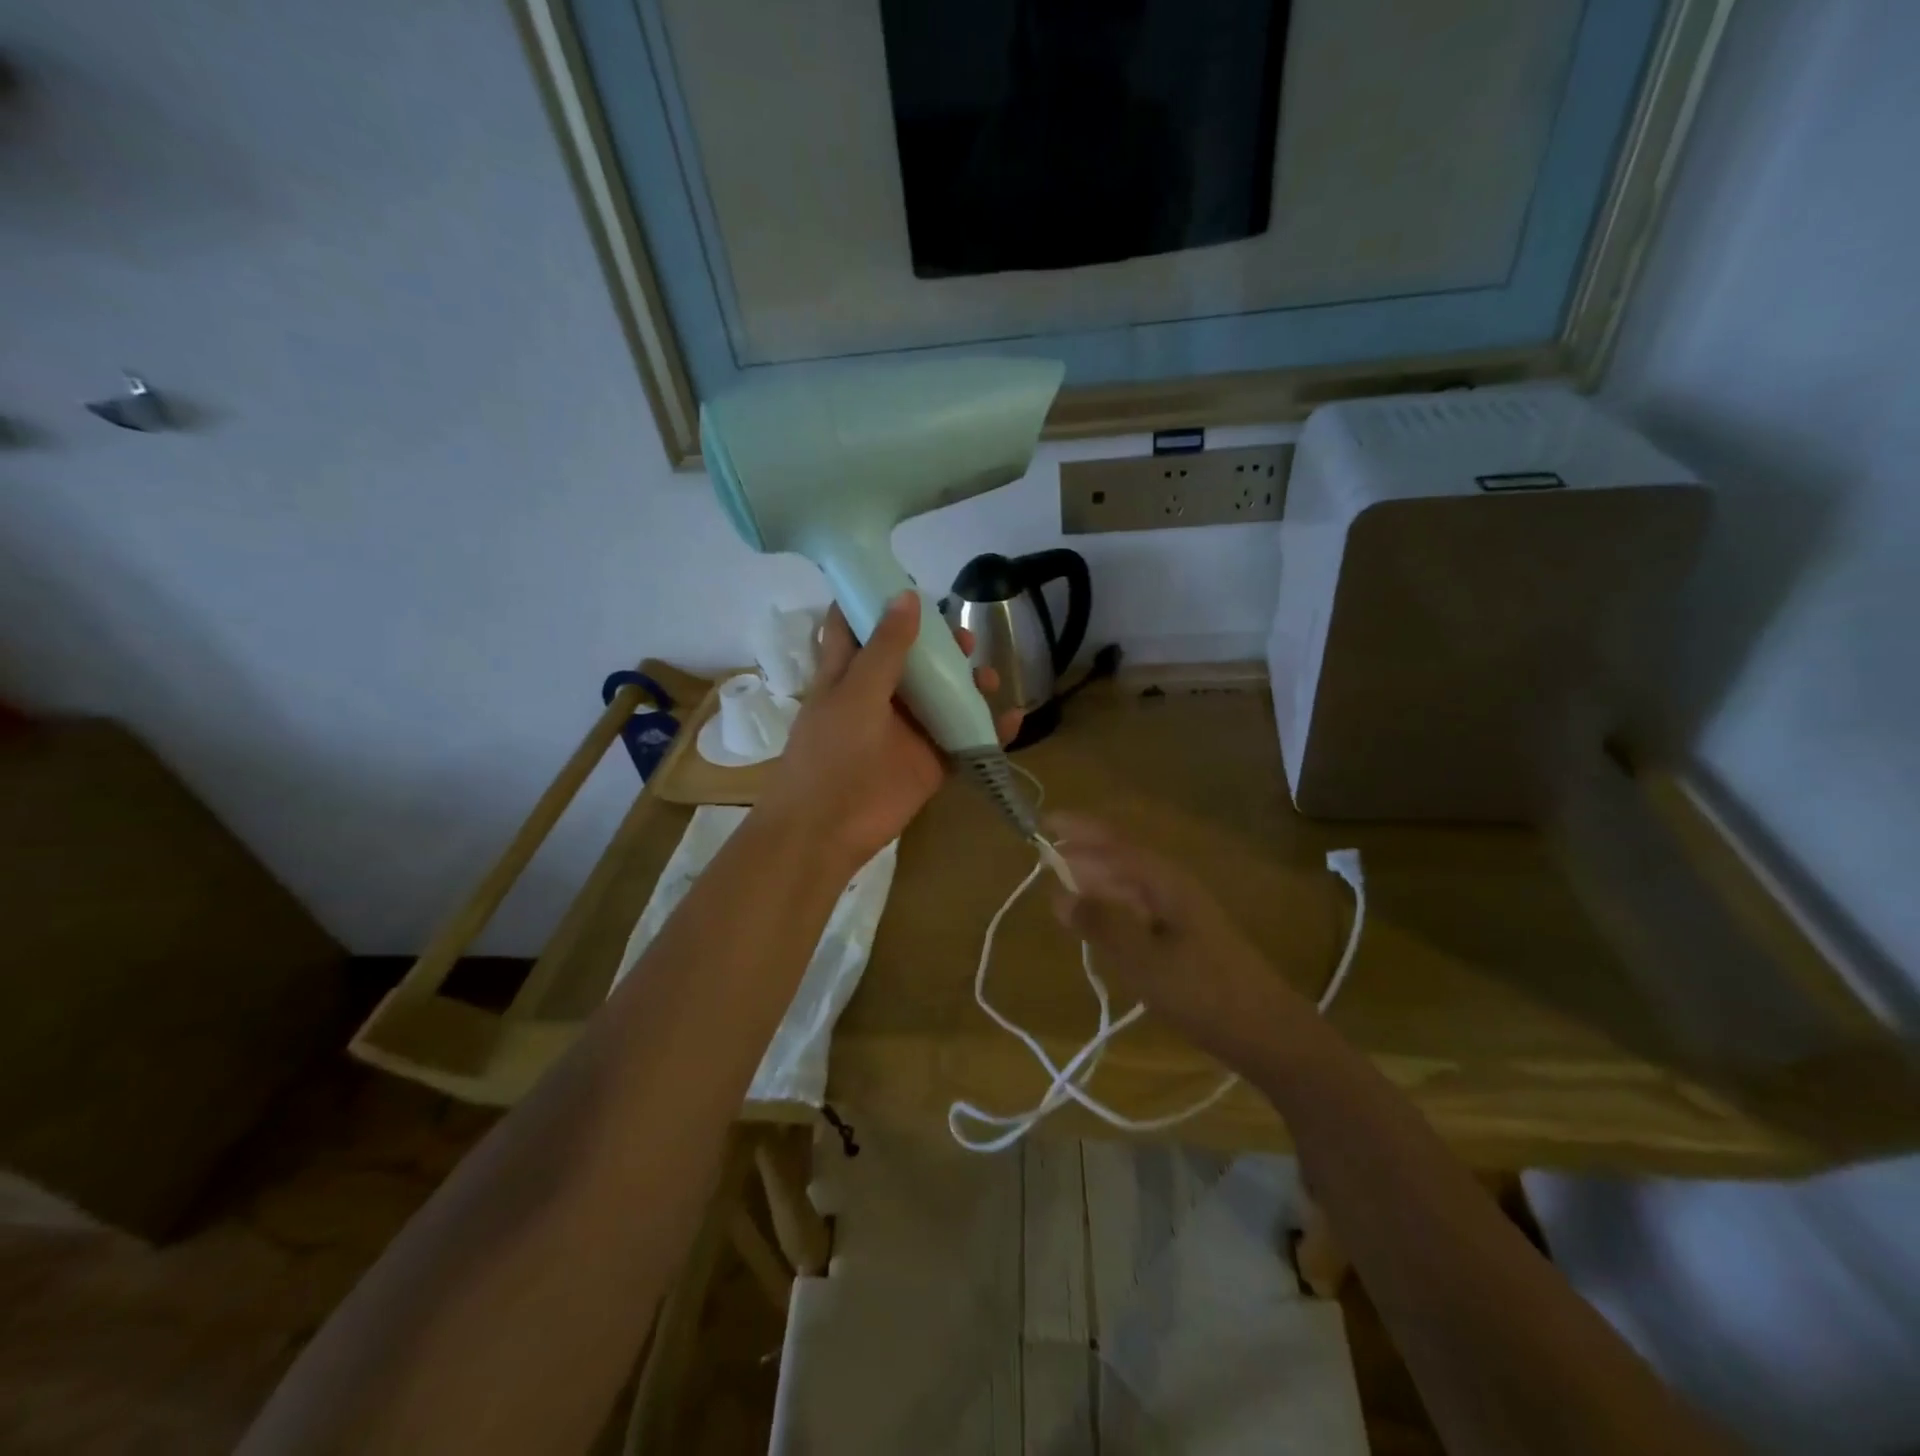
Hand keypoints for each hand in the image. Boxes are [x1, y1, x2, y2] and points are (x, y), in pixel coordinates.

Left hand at [759, 593, 1022, 871]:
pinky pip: (965, 738)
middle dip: (938, 644)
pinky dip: (989, 728)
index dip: (875, 601)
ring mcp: (908, 729)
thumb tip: (909, 596)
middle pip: (913, 659)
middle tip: (962, 637)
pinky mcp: (930, 760)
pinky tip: (1013, 717)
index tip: (905, 580)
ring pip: (943, 696)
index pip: (856, 626)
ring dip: (967, 683)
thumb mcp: (855, 692)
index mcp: (849, 673)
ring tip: (988, 676)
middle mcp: (880, 695)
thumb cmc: (831, 751)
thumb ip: (886, 647)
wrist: (828, 827)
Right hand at [1046, 813, 1309, 1060]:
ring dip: (1097, 879)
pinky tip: (1100, 922)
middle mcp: (1173, 887)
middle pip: (1122, 858)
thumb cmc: (1204, 992)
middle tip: (1046, 854)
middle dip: (1085, 852)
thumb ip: (1101, 925)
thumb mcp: (1144, 961)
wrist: (1268, 1032)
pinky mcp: (1186, 937)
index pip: (1114, 843)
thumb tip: (1059, 894)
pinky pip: (1139, 908)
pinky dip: (1113, 906)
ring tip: (1064, 884)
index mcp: (1165, 881)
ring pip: (1130, 884)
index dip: (1080, 829)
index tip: (1044, 822)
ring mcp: (1182, 912)